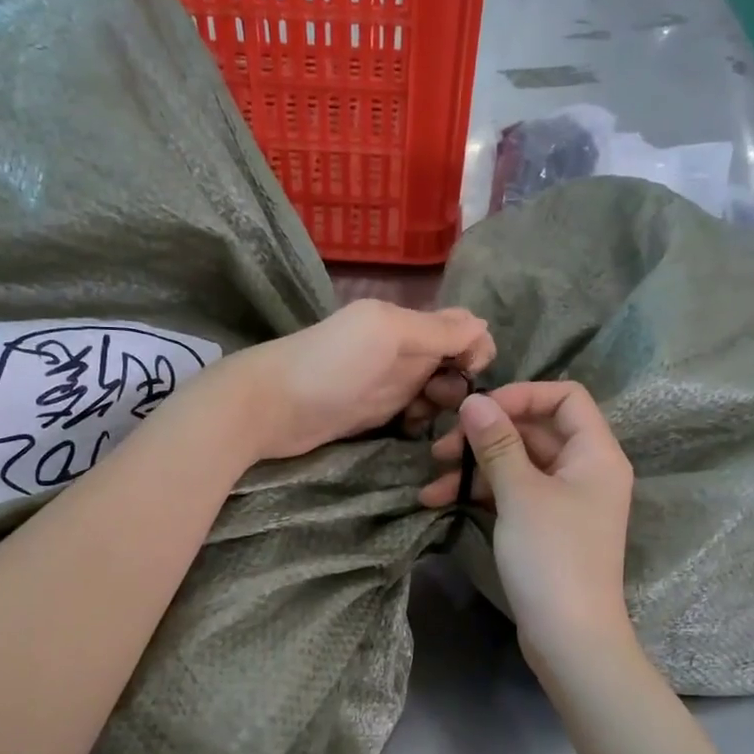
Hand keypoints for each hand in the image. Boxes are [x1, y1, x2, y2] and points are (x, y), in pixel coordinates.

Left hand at [227, 300, 494, 461]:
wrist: (269, 407)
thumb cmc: (330, 365)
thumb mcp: (386, 333)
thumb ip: (436, 330)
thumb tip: (484, 326)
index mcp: (405, 323)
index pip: (460, 329)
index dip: (475, 349)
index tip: (471, 374)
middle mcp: (400, 350)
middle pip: (451, 364)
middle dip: (458, 384)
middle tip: (440, 402)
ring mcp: (386, 384)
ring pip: (434, 393)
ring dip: (440, 406)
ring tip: (422, 419)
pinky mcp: (373, 415)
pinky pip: (412, 416)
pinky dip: (419, 423)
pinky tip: (410, 431)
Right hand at [419, 381, 635, 672]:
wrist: (570, 638)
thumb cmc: (552, 557)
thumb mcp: (520, 494)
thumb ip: (497, 442)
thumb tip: (474, 400)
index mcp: (596, 453)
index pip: (565, 397)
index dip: (522, 394)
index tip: (478, 410)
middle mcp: (585, 470)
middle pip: (534, 430)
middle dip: (485, 435)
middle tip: (441, 448)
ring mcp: (565, 501)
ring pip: (517, 464)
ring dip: (475, 467)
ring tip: (432, 482)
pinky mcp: (546, 527)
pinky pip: (513, 493)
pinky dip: (482, 493)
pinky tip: (441, 502)